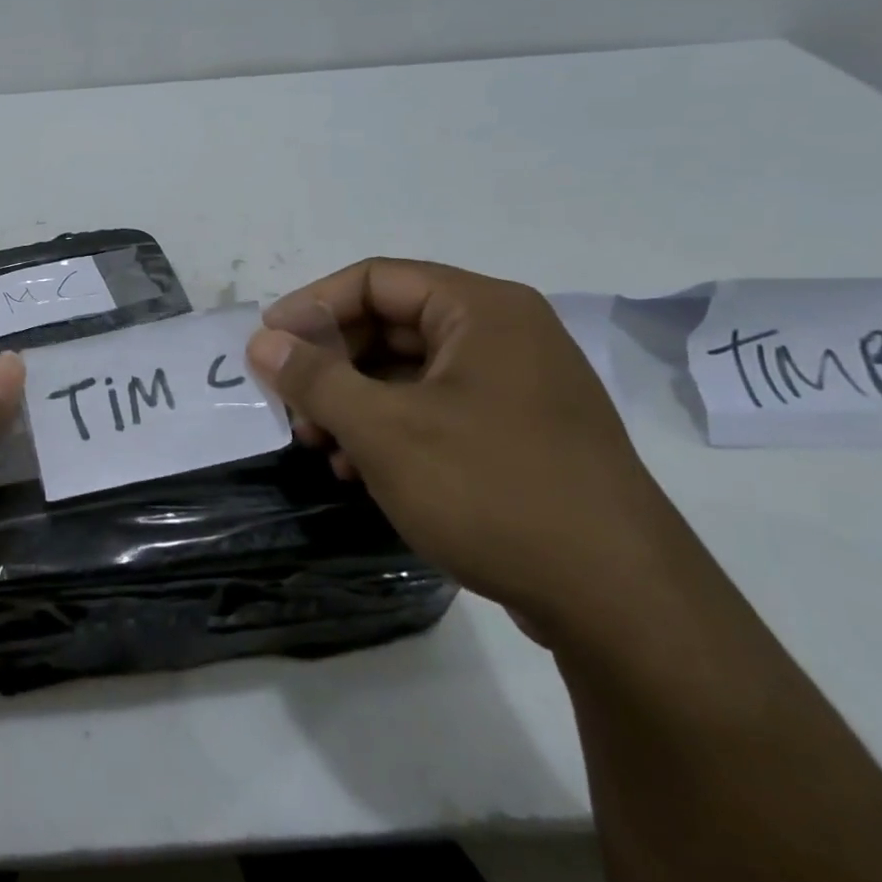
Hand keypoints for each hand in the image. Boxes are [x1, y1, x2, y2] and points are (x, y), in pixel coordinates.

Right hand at [247, 259, 692, 643]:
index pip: (375, 280)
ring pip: (408, 373)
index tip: (267, 345)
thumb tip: (262, 341)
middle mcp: (503, 335)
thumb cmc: (492, 490)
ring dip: (353, 403)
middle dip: (331, 364)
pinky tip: (359, 471)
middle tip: (291, 406)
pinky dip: (389, 430)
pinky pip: (435, 410)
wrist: (620, 601)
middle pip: (390, 325)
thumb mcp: (385, 430)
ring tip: (320, 446)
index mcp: (481, 310)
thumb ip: (315, 378)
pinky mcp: (518, 435)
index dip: (312, 307)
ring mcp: (515, 387)